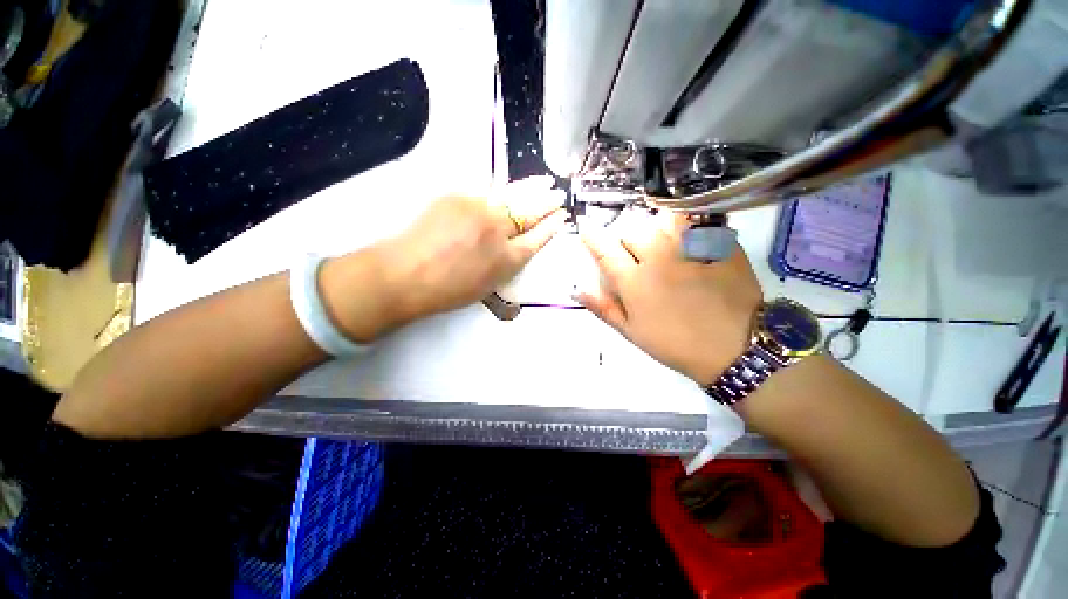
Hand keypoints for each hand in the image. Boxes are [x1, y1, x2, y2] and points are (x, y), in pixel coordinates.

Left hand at [322, 177, 565, 339]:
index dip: (551, 227)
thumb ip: (506, 262)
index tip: (562, 217)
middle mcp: (498, 231)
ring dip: (530, 188)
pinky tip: (508, 189)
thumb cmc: (447, 290)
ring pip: (511, 195)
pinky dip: (499, 193)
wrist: (405, 273)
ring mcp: (478, 209)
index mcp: (507, 260)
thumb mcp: (487, 285)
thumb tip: (515, 244)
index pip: (537, 238)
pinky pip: (485, 193)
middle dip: (547, 203)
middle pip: (530, 212)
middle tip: (559, 195)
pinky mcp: (458, 197)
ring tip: (545, 182)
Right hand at [575, 212, 761, 385]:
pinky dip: (686, 225)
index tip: (586, 228)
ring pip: (661, 220)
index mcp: (635, 282)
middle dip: (625, 238)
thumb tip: (577, 290)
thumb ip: (603, 308)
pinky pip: (696, 222)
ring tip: (659, 241)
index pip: (605, 250)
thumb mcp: (632, 332)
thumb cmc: (675, 344)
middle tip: (633, 252)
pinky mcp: (718, 245)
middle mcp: (658, 258)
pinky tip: (689, 238)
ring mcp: (690, 248)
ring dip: (653, 228)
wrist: (734, 349)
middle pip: (632, 229)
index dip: (592, 237)